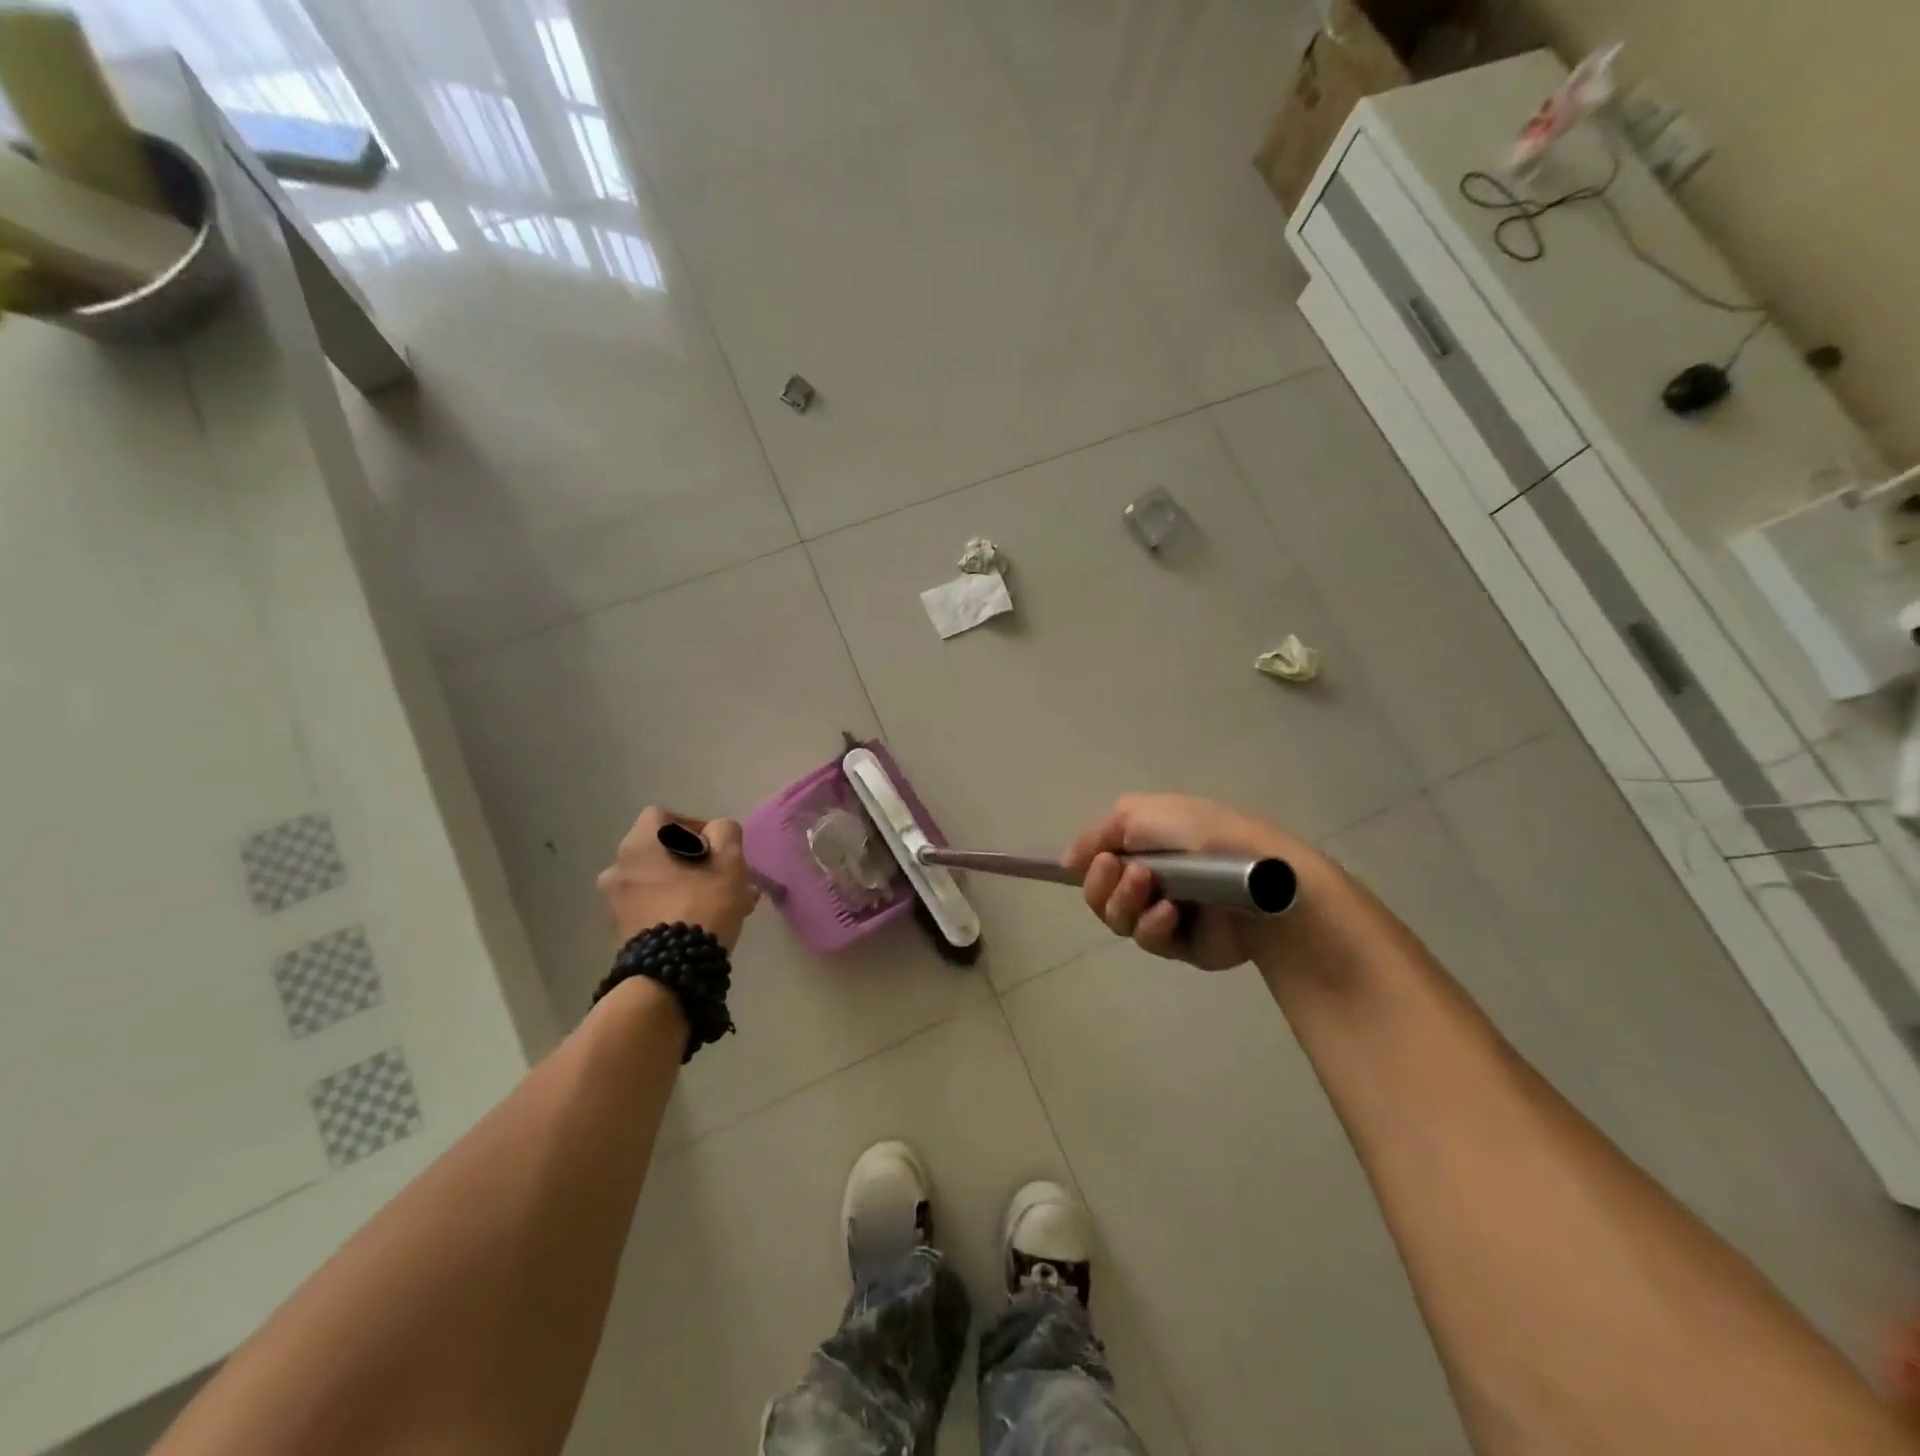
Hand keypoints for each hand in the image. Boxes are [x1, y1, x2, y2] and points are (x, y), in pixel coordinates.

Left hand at [598, 808, 759, 950]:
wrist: (671, 973)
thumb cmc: (701, 907)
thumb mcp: (729, 863)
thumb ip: (726, 833)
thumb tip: (718, 832)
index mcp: (638, 846)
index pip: (663, 817)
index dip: (694, 826)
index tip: (718, 848)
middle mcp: (618, 868)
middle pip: (665, 852)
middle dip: (701, 863)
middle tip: (730, 880)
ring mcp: (616, 902)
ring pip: (663, 881)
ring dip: (694, 886)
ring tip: (729, 905)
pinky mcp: (622, 930)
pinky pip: (655, 905)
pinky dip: (679, 906)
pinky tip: (708, 923)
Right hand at [1064, 794, 1321, 970]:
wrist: (1258, 876)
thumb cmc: (1200, 833)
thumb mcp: (1138, 814)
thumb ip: (1096, 835)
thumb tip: (1066, 861)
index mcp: (1143, 845)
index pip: (1097, 860)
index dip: (1087, 865)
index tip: (1084, 863)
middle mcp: (1150, 877)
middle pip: (1099, 894)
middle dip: (1102, 884)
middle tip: (1118, 870)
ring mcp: (1164, 912)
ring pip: (1117, 919)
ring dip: (1124, 902)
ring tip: (1148, 887)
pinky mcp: (1181, 945)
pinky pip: (1148, 940)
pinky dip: (1152, 925)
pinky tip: (1170, 913)